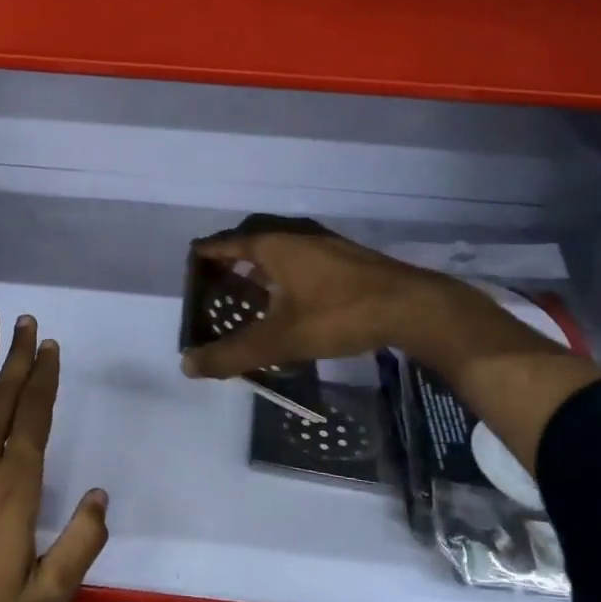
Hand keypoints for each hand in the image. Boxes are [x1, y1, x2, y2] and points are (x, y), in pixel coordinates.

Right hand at [180, 221, 433, 377]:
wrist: (412, 307)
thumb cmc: (338, 314)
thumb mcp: (281, 339)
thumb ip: (233, 353)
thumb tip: (187, 365)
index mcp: (272, 245)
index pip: (225, 243)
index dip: (204, 257)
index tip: (189, 270)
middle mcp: (294, 236)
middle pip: (250, 244)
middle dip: (230, 263)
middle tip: (215, 289)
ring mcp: (322, 244)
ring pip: (278, 253)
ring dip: (259, 271)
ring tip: (248, 297)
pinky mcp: (344, 258)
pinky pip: (299, 261)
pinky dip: (283, 276)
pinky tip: (290, 302)